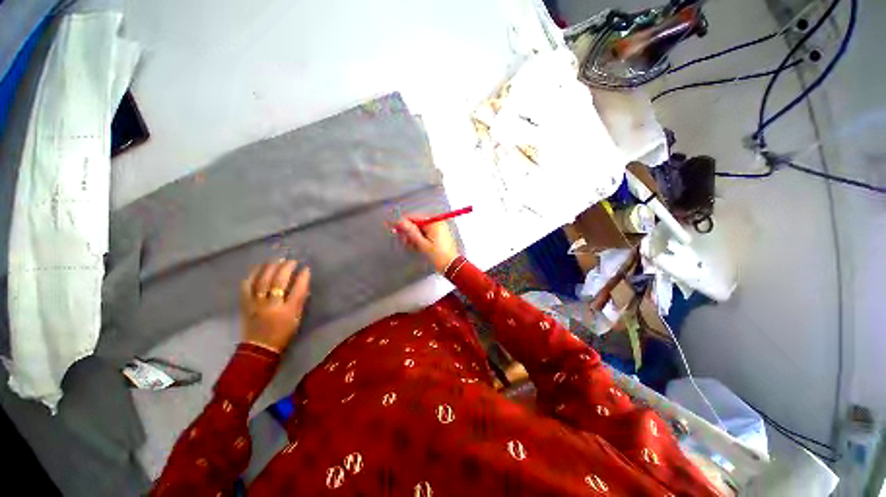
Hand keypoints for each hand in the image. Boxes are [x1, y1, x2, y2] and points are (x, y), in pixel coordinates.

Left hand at [240, 260, 311, 352]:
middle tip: (292, 260)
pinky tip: (258, 267)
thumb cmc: (283, 334)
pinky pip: (247, 286)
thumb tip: (303, 283)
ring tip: (276, 260)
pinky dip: (252, 275)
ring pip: (261, 281)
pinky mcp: (245, 304)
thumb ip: (300, 301)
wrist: (259, 348)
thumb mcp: (297, 319)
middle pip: (278, 282)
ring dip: (270, 268)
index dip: (303, 277)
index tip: (306, 268)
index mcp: (288, 311)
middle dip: (286, 268)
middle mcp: (272, 306)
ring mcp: (256, 304)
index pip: (298, 290)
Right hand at [394, 216, 459, 273]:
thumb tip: (400, 222)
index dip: (403, 224)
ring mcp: (438, 229)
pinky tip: (419, 247)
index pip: (414, 218)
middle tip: (406, 242)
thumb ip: (410, 232)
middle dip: (409, 233)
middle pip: (417, 224)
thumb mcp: (422, 244)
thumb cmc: (439, 256)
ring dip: (414, 238)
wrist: (451, 265)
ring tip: (414, 247)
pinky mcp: (439, 235)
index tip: (393, 228)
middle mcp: (437, 223)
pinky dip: (421, 240)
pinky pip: (426, 234)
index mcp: (433, 223)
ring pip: (420, 230)